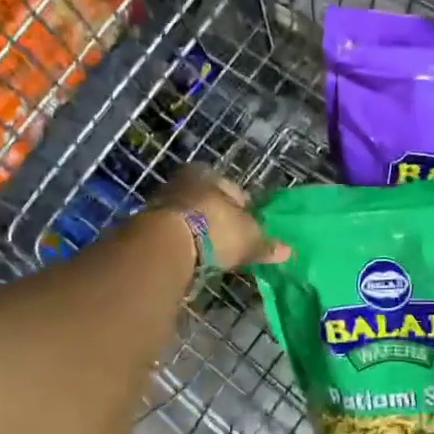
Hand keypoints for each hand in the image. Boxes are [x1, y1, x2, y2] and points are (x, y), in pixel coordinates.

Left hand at [148, 165, 289, 271]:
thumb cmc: (214, 230)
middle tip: (231, 240)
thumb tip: (288, 251)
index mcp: (210, 175)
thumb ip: (266, 245)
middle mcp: (185, 181)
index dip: (245, 210)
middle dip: (220, 219)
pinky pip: (174, 233)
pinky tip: (191, 258)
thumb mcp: (248, 239)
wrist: (164, 244)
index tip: (250, 229)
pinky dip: (184, 243)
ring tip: (211, 252)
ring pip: (190, 216)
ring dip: (200, 231)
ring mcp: (162, 202)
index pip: (235, 191)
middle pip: (209, 202)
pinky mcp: (146, 224)